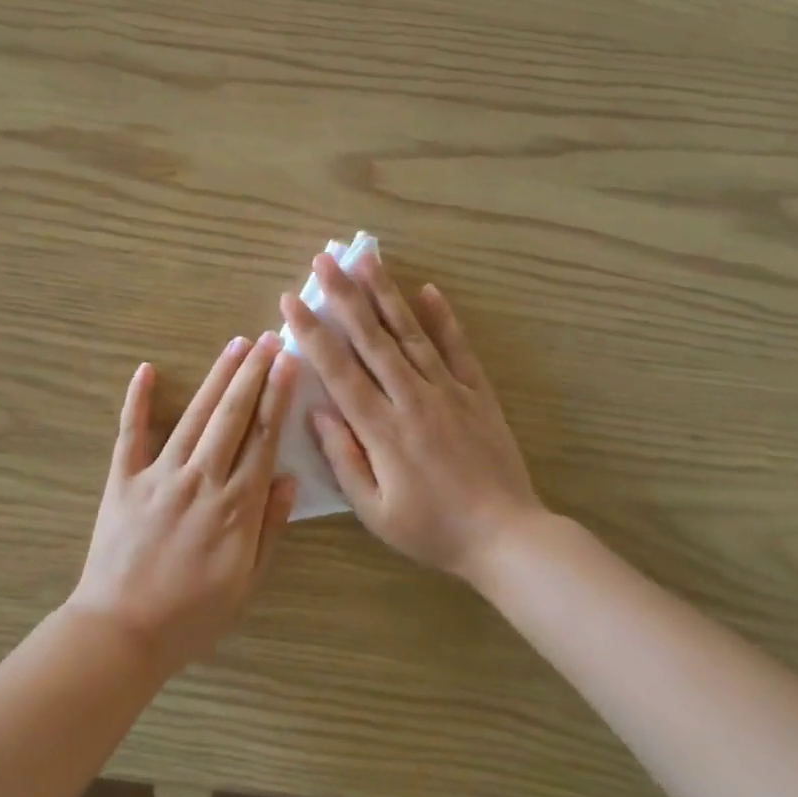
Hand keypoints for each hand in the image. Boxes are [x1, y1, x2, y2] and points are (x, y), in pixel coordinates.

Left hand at [69, 334, 299, 672]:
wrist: (121, 632)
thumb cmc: (192, 616)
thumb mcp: (247, 584)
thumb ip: (270, 528)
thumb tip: (290, 479)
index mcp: (236, 506)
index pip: (264, 438)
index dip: (278, 396)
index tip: (288, 363)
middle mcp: (201, 479)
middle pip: (232, 415)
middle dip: (253, 373)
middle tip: (268, 338)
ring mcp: (159, 475)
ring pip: (194, 416)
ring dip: (216, 377)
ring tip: (235, 345)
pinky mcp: (123, 479)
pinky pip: (131, 433)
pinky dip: (136, 400)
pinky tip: (145, 370)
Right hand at [280, 253, 546, 581]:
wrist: (506, 537)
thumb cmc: (431, 529)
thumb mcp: (374, 510)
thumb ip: (343, 458)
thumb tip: (316, 412)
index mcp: (382, 428)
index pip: (338, 369)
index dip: (312, 332)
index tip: (291, 300)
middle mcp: (412, 398)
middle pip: (372, 338)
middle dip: (344, 295)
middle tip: (324, 260)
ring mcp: (448, 390)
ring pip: (410, 333)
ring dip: (386, 294)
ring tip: (367, 259)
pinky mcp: (477, 393)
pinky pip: (458, 349)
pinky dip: (443, 318)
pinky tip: (429, 290)